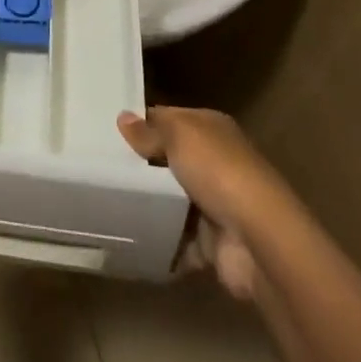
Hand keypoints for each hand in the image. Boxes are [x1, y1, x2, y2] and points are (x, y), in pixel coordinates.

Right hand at [117, 106, 286, 302]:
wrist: (259, 240)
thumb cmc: (219, 172)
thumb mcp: (180, 136)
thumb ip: (150, 130)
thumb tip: (123, 118)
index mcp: (211, 129)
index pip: (169, 119)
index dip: (141, 123)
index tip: (108, 132)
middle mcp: (215, 163)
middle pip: (168, 160)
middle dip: (141, 166)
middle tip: (101, 169)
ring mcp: (214, 204)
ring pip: (171, 200)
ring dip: (148, 205)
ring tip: (107, 203)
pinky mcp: (211, 243)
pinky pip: (177, 239)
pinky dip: (159, 241)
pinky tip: (129, 236)